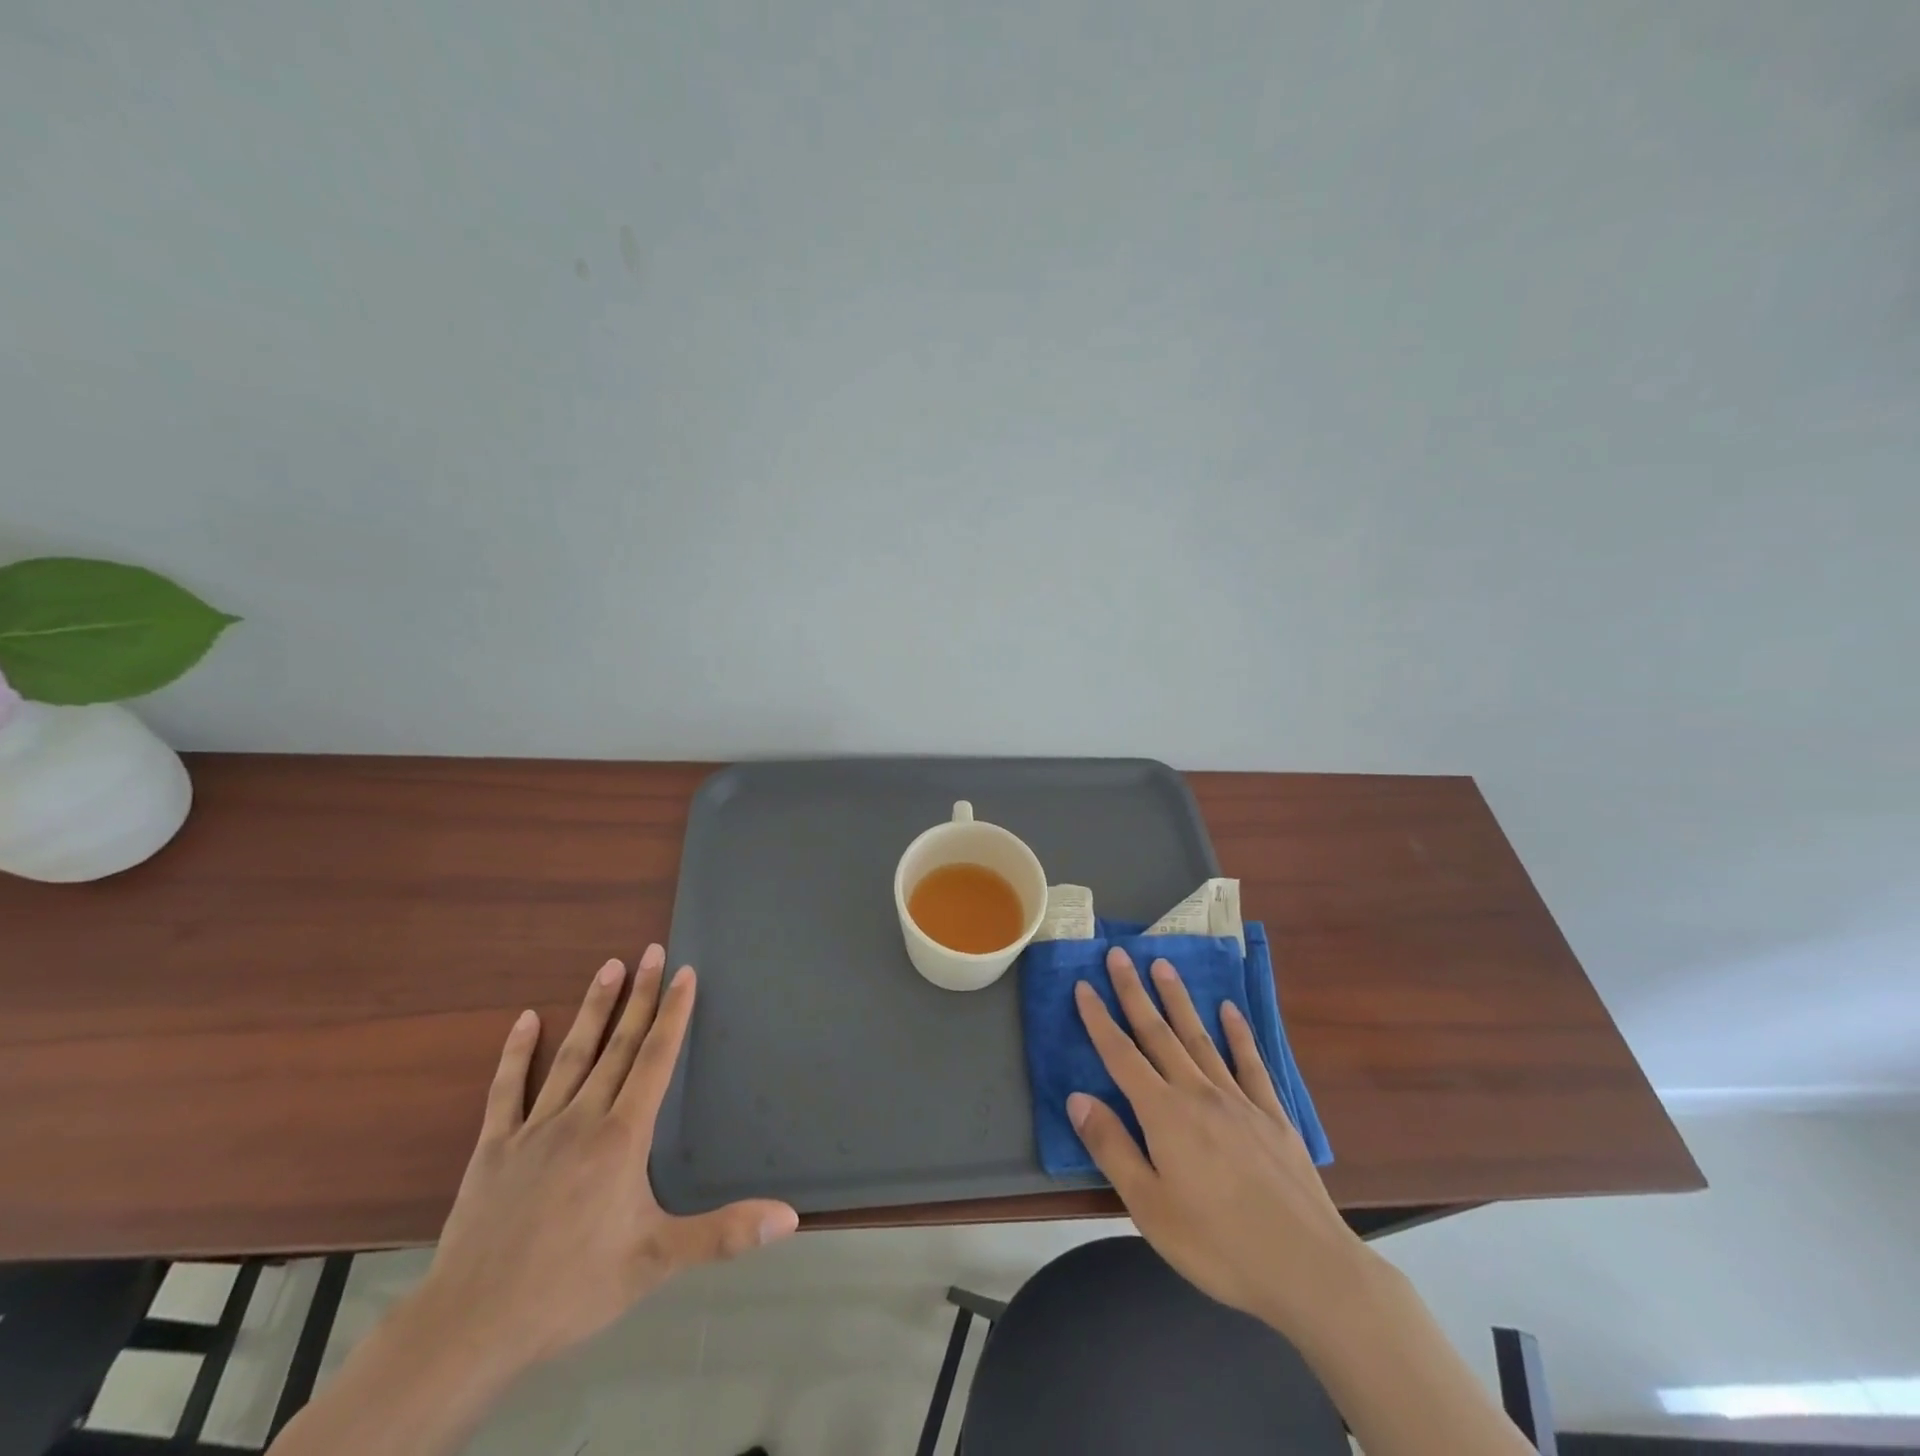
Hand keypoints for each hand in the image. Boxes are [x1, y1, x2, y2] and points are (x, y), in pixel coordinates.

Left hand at [413, 946, 798, 1379]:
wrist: (470, 1328)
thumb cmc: (571, 1288)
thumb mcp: (655, 1263)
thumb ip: (724, 1234)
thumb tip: (790, 1216)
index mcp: (622, 1137)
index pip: (654, 1060)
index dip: (673, 1014)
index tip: (685, 972)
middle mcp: (582, 1118)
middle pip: (617, 1045)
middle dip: (640, 996)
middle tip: (652, 951)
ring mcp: (534, 1129)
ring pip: (571, 1055)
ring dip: (592, 1009)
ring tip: (609, 967)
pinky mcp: (494, 1148)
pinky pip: (507, 1090)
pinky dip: (516, 1053)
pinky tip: (524, 1020)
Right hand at [1066, 947, 1367, 1338]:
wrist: (1309, 1269)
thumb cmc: (1218, 1245)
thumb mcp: (1149, 1208)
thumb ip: (1112, 1148)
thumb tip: (1077, 1097)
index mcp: (1164, 1114)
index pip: (1121, 1055)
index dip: (1099, 1019)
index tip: (1083, 985)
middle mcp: (1198, 1093)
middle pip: (1158, 1033)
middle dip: (1135, 992)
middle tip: (1119, 955)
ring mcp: (1239, 1100)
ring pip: (1200, 1037)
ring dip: (1178, 999)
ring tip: (1163, 965)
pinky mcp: (1272, 1114)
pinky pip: (1250, 1062)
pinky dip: (1238, 1033)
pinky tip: (1229, 1010)